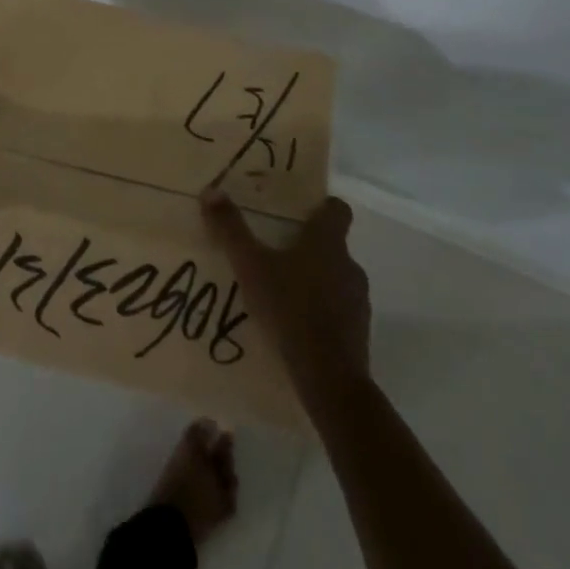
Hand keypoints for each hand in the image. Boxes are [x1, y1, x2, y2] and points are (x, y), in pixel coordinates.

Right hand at [202, 190, 370, 404]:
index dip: (321, 206)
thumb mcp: (251, 267)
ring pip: (335, 278)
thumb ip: (231, 230)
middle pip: (332, 245)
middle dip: (307, 247)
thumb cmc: (290, 309)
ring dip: (314, 280)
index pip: (337, 209)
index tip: (300, 212)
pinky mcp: (358, 331)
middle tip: (275, 252)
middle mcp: (349, 265)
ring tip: (281, 292)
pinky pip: (338, 309)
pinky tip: (295, 325)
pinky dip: (321, 311)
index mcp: (327, 242)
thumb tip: (211, 190)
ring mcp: (357, 300)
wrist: (330, 378)